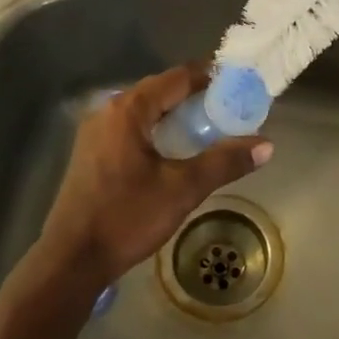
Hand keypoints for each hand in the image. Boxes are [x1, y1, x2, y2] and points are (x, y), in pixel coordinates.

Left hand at [37, 62, 270, 289]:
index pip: (178, 77)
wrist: (71, 261)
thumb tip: (267, 145)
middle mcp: (109, 110)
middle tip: (230, 109)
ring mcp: (95, 132)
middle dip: (196, 96)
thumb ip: (224, 162)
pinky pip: (132, 128)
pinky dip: (157, 130)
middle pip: (160, 90)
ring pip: (145, 111)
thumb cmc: (126, 217)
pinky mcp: (91, 152)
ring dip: (176, 114)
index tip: (239, 85)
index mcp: (129, 109)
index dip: (211, 78)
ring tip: (209, 127)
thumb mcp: (183, 189)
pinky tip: (175, 150)